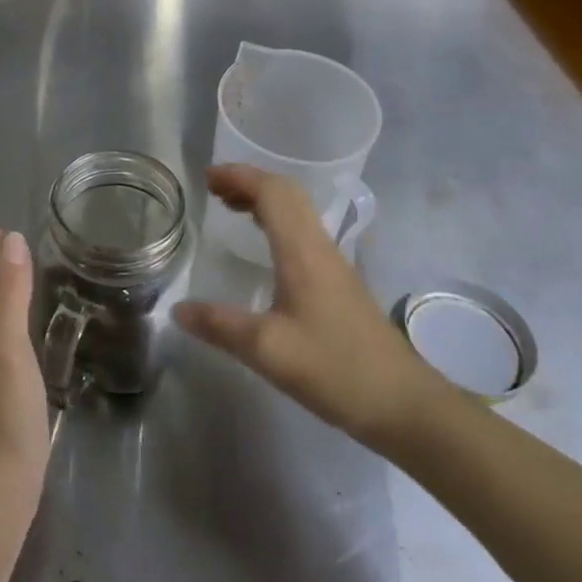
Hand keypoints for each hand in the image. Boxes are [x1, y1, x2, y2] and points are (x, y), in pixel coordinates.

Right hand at [173, 165, 454, 450]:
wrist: (404, 404)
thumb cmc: (336, 370)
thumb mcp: (267, 351)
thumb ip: (220, 326)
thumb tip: (177, 309)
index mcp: (302, 252)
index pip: (272, 193)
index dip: (239, 177)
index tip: (207, 178)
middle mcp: (319, 247)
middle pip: (287, 193)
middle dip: (249, 182)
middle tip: (214, 190)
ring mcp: (333, 263)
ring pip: (298, 211)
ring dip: (264, 200)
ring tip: (231, 208)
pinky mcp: (339, 282)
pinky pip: (303, 231)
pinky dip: (277, 221)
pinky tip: (265, 247)